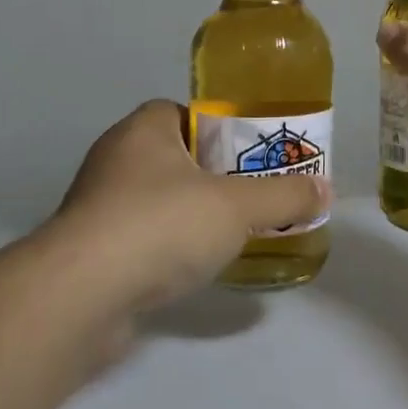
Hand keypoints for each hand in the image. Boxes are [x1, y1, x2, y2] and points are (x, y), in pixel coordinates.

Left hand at [53, 100, 330, 314]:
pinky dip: (166, 248)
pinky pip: (140, 238)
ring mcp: (97, 208)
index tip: (248, 154)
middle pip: (173, 157)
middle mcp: (114, 161)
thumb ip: (284, 196)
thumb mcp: (238, 206)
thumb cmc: (162, 225)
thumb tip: (325, 190)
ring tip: (230, 234)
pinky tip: (193, 268)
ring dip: (188, 214)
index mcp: (143, 131)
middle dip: (210, 175)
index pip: (181, 112)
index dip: (217, 128)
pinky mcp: (90, 252)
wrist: (82, 296)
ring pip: (156, 200)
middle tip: (250, 194)